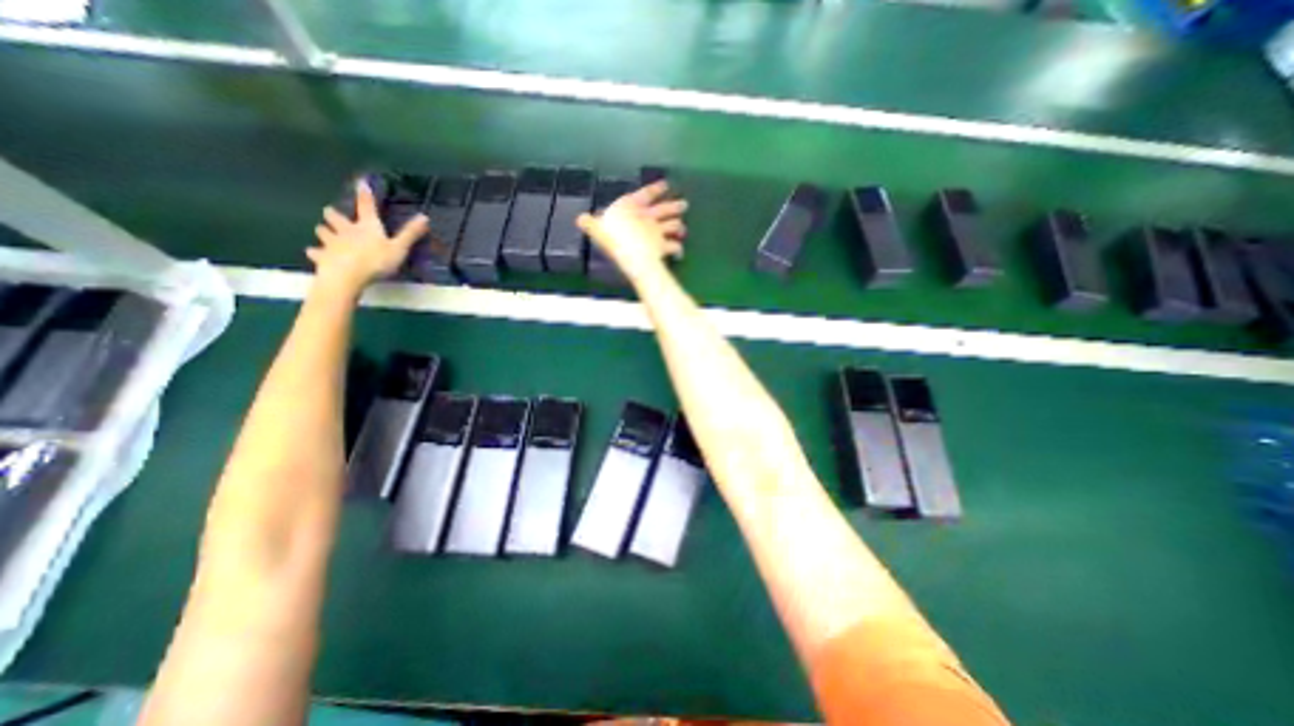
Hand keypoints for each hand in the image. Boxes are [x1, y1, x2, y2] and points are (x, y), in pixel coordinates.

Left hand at [310, 179, 429, 291]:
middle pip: (335, 217)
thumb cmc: (376, 261)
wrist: (347, 276)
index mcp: (367, 227)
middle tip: (331, 214)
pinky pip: (315, 252)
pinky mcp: (322, 257)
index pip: (366, 207)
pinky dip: (315, 252)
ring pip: (322, 232)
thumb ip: (410, 233)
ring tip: (324, 232)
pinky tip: (314, 253)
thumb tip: (424, 216)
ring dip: (324, 231)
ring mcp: (331, 243)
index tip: (361, 182)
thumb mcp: (399, 248)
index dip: (365, 195)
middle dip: (333, 215)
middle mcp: (346, 231)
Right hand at [579, 180, 686, 280]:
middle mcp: (648, 216)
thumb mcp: (597, 229)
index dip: (656, 189)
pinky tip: (679, 253)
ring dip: (679, 227)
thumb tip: (580, 218)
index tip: (665, 185)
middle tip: (684, 205)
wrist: (630, 254)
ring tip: (683, 230)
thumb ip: (591, 224)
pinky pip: (674, 247)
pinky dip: (678, 250)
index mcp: (632, 206)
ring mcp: (658, 231)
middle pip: (665, 208)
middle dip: (675, 206)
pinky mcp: (663, 246)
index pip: (646, 193)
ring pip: (674, 226)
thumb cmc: (611, 238)